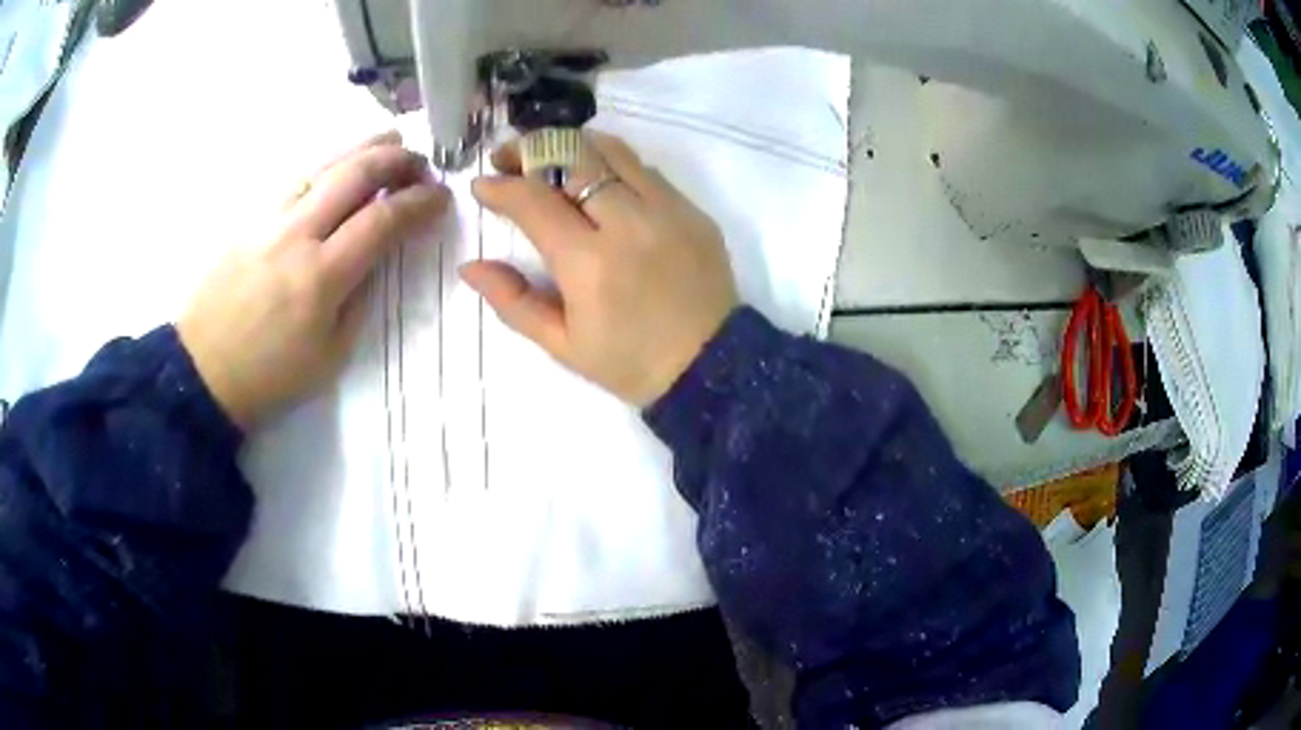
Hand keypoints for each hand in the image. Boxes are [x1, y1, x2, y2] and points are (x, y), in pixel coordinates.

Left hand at [179, 131, 449, 428]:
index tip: (441, 197)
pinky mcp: (250, 221)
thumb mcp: (330, 356)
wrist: (203, 372)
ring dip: (363, 149)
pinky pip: (296, 181)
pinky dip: (328, 166)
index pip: (382, 220)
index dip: (418, 203)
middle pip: (354, 175)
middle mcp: (296, 236)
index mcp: (321, 277)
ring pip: (323, 167)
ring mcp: (269, 222)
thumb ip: (357, 301)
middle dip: (397, 160)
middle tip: (421, 163)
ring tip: (391, 141)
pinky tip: (339, 167)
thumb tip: (372, 260)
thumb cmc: (270, 376)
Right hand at [463, 133, 739, 406]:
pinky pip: (644, 169)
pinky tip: (595, 177)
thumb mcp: (562, 344)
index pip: (534, 201)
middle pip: (572, 157)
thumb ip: (513, 301)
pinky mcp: (693, 210)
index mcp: (590, 263)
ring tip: (548, 156)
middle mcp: (629, 223)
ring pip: (611, 150)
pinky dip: (610, 162)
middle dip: (530, 149)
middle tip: (508, 158)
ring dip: (571, 144)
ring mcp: (667, 210)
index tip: (481, 185)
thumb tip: (470, 266)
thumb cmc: (629, 363)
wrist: (710, 367)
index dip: (500, 186)